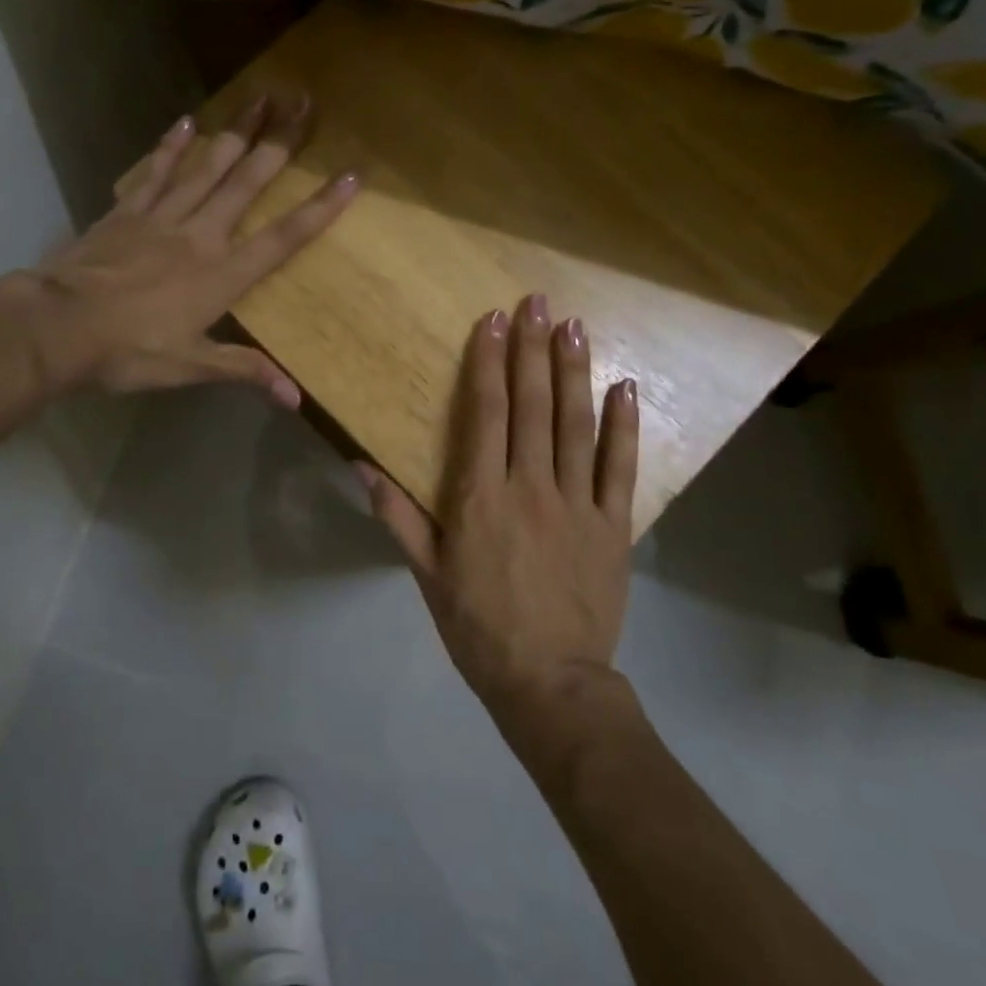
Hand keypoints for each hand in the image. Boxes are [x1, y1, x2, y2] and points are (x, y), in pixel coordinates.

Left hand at [0, 95, 355, 404]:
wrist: (56, 326)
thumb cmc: (128, 351)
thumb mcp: (190, 367)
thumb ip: (244, 370)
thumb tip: (294, 398)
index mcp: (221, 275)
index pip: (282, 238)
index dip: (319, 209)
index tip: (349, 176)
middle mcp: (199, 235)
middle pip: (247, 183)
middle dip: (280, 143)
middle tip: (304, 103)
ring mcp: (161, 217)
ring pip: (207, 166)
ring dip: (236, 131)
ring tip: (260, 96)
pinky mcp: (127, 211)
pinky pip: (156, 172)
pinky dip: (172, 146)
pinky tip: (187, 121)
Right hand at [360, 294, 638, 720]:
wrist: (549, 682)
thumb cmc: (477, 627)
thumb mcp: (426, 574)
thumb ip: (397, 516)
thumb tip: (360, 465)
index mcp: (481, 497)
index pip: (485, 413)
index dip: (488, 363)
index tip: (493, 321)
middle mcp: (530, 487)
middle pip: (532, 406)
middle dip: (533, 349)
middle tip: (538, 303)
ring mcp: (576, 503)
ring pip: (576, 425)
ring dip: (574, 372)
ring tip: (574, 327)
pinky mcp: (613, 525)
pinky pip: (619, 467)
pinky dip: (624, 426)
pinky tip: (625, 387)